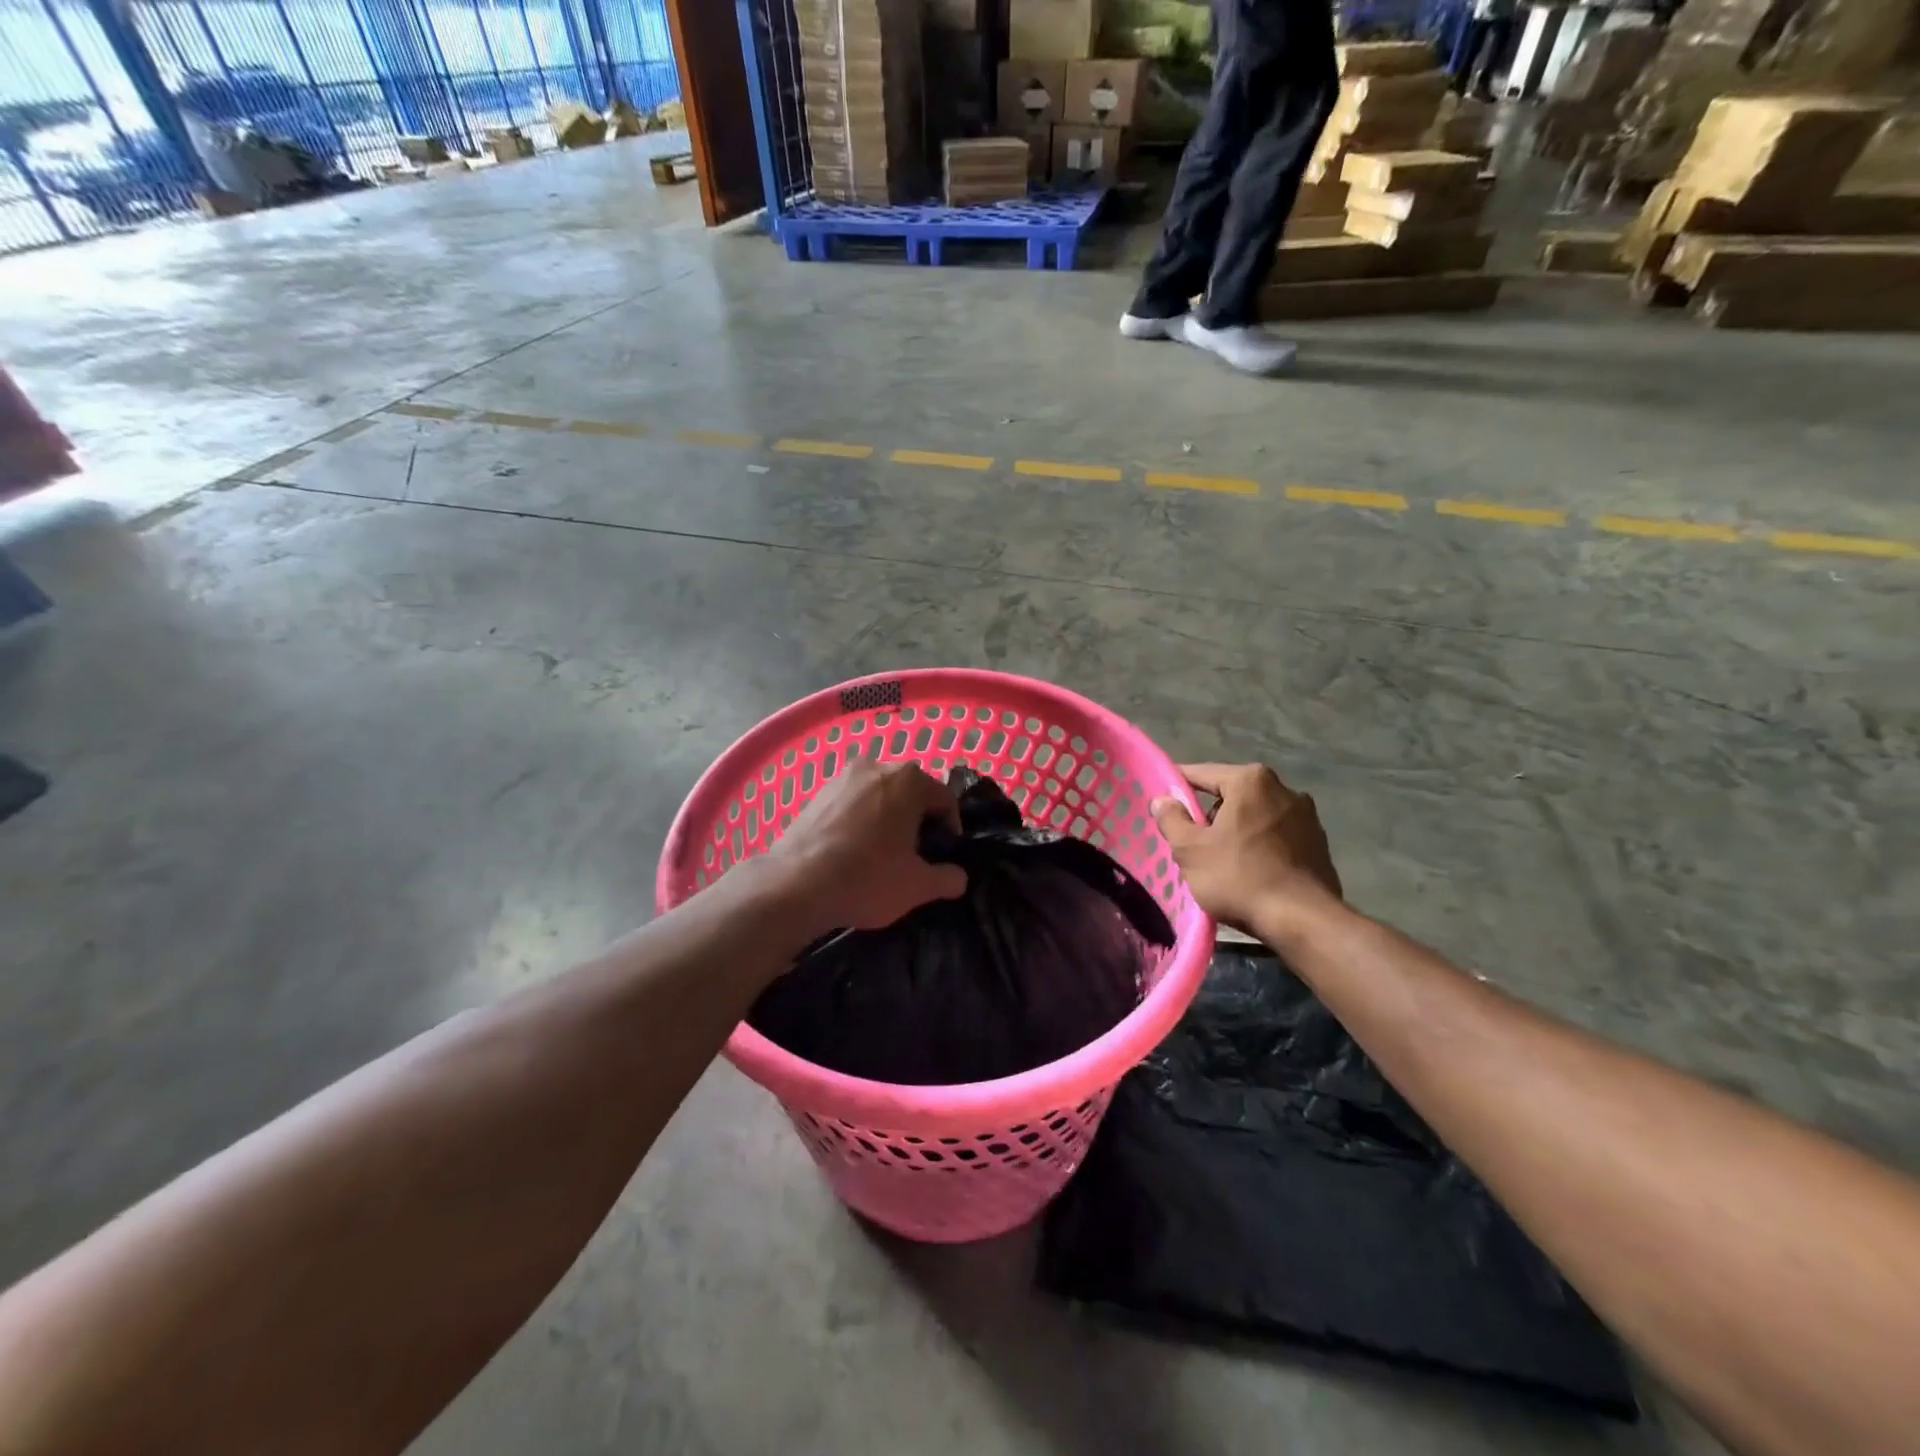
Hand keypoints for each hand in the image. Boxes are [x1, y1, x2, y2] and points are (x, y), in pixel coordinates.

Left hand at [764, 757, 967, 935]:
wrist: (794, 884)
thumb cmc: (867, 878)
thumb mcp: (918, 886)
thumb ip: (948, 879)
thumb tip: (959, 877)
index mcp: (910, 779)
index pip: (945, 799)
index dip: (950, 828)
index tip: (943, 855)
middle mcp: (877, 765)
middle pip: (911, 792)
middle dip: (917, 820)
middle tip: (915, 855)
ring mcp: (843, 776)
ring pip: (879, 795)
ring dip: (888, 818)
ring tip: (882, 853)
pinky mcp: (817, 792)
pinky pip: (853, 802)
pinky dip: (860, 820)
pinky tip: (853, 850)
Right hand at [1150, 763, 1341, 932]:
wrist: (1302, 921)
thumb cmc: (1239, 878)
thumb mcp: (1191, 850)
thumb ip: (1171, 819)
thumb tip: (1163, 800)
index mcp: (1251, 781)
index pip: (1203, 773)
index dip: (1178, 785)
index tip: (1162, 800)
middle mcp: (1284, 789)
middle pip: (1232, 794)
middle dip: (1210, 813)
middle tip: (1192, 841)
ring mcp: (1306, 816)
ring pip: (1255, 815)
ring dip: (1237, 829)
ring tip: (1222, 860)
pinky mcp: (1319, 842)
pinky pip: (1276, 834)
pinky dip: (1260, 845)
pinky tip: (1251, 871)